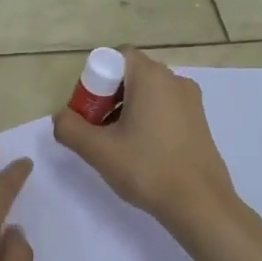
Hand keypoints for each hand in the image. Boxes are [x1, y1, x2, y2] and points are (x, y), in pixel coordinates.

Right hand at [53, 49, 261, 260]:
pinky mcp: (199, 121)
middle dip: (107, 98)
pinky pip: (164, 109)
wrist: (200, 203)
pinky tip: (141, 153)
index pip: (116, 57)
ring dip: (126, 112)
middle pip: (130, 75)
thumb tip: (61, 117)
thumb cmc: (147, 169)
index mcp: (151, 77)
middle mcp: (175, 80)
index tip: (88, 112)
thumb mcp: (99, 150)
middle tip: (97, 132)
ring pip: (147, 94)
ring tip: (117, 147)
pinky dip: (147, 121)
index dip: (95, 80)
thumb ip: (70, 128)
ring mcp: (191, 100)